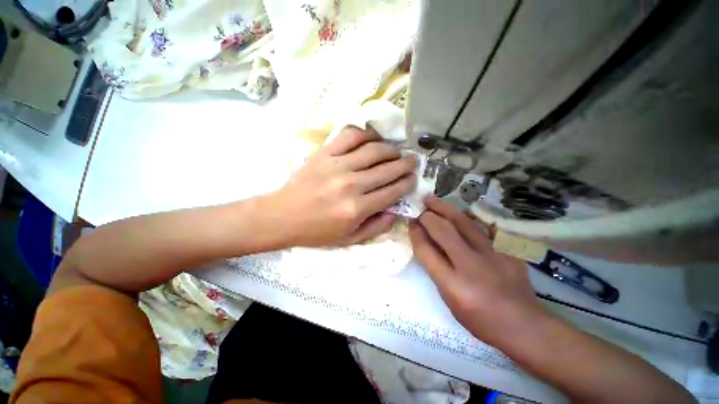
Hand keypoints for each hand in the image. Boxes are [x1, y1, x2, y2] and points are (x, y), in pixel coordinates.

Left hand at [271, 126, 416, 246]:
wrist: (282, 216)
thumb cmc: (317, 231)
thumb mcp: (350, 239)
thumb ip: (377, 226)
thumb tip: (395, 211)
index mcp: (357, 208)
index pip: (393, 191)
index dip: (408, 183)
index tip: (414, 178)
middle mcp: (351, 184)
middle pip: (388, 169)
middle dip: (406, 164)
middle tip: (412, 161)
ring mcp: (337, 165)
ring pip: (374, 150)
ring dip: (390, 149)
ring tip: (396, 151)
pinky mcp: (325, 154)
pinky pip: (350, 136)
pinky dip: (366, 134)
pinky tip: (373, 139)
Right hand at [409, 196, 547, 344]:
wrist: (524, 325)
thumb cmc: (480, 319)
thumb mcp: (449, 300)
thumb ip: (436, 269)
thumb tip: (425, 242)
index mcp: (453, 285)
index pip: (426, 251)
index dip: (416, 233)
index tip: (411, 222)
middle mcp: (472, 266)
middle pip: (443, 231)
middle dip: (427, 216)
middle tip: (419, 207)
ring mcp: (493, 255)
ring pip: (463, 222)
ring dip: (444, 208)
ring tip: (432, 199)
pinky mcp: (508, 250)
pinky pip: (484, 225)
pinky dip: (469, 216)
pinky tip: (460, 211)